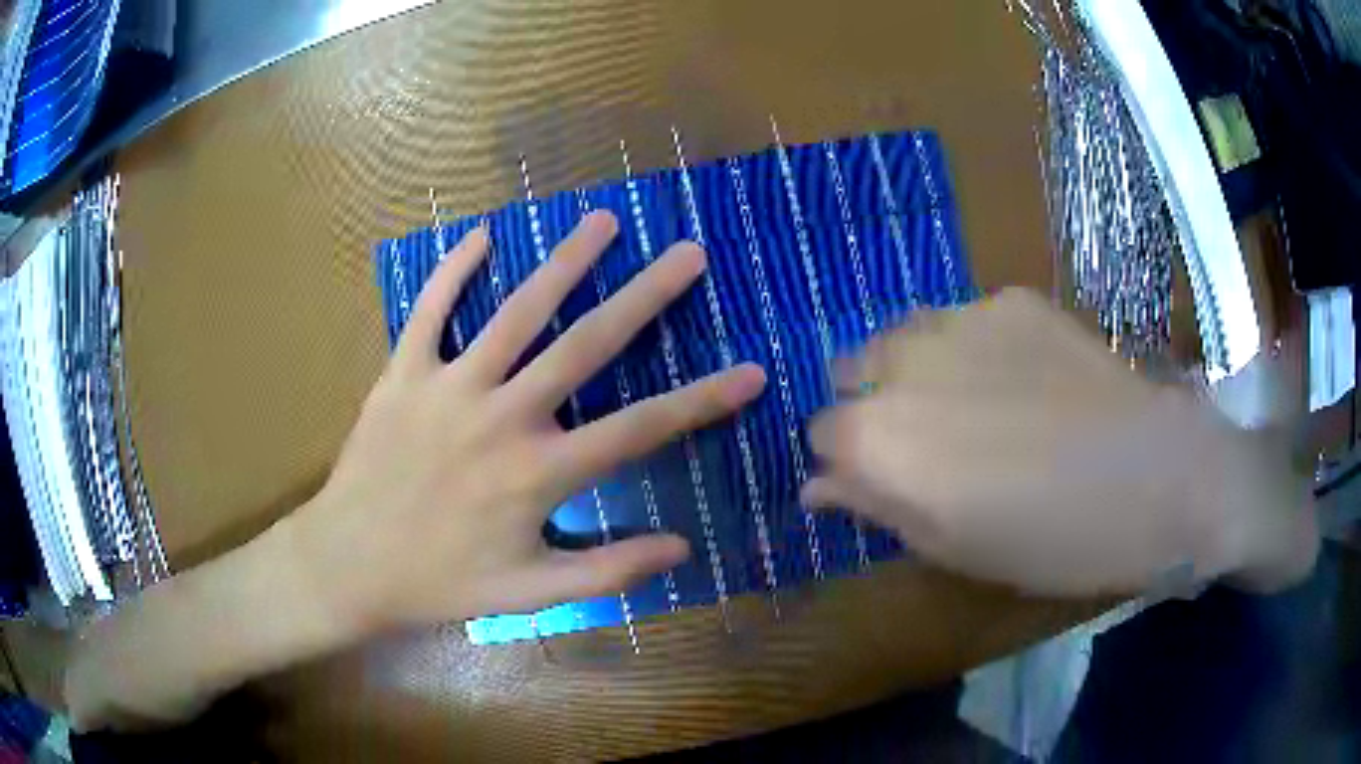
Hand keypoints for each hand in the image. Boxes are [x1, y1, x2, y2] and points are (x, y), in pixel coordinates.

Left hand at [283, 212, 765, 634]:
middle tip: (687, 254)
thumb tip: (680, 549)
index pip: (640, 430)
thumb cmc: (439, 582)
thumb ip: (607, 571)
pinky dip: (453, 272)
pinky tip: (482, 237)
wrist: (348, 564)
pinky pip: (430, 311)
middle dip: (645, 297)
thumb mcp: (530, 594)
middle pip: (586, 346)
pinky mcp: (403, 374)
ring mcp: (449, 387)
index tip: (751, 372)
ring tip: (603, 222)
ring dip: (564, 264)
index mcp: (538, 473)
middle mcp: (502, 418)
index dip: (702, 401)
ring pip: (516, 313)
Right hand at [802, 289, 1316, 596]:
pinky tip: (1025, 379)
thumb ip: (876, 506)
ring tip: (975, 405)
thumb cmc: (1051, 540)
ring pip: (904, 336)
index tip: (887, 481)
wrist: (1155, 476)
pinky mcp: (1011, 298)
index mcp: (877, 435)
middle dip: (876, 405)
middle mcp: (901, 360)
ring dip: (919, 369)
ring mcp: (960, 317)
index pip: (821, 434)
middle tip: (932, 443)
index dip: (850, 462)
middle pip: (852, 371)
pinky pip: (967, 320)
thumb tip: (818, 486)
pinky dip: (976, 348)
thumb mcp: (953, 548)